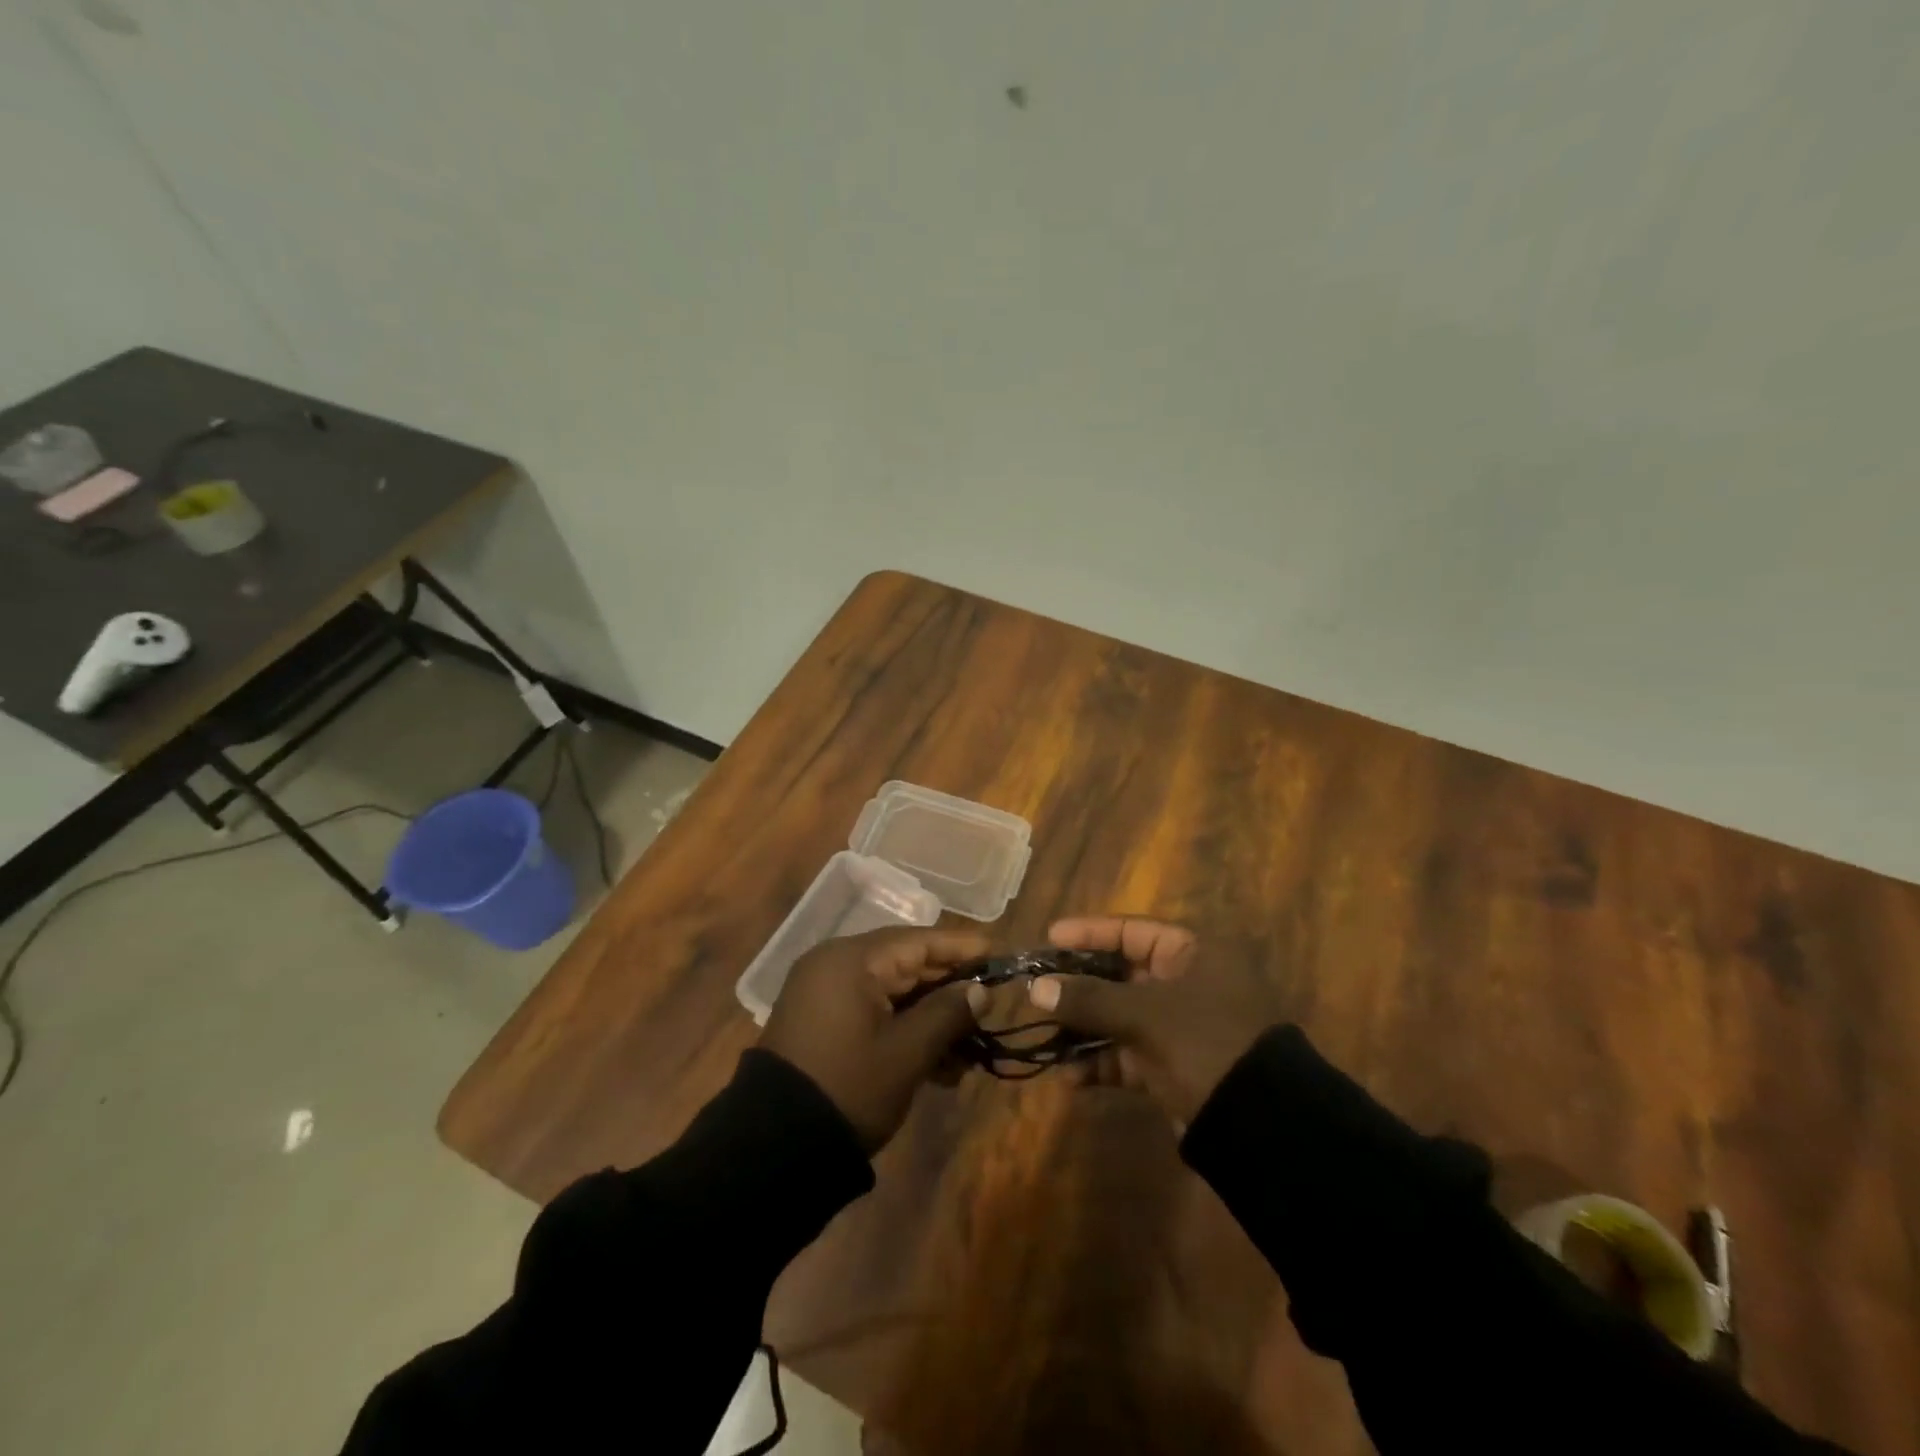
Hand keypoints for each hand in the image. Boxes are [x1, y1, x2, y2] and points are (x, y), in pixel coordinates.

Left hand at [761, 927, 990, 1150]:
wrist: (773, 1148)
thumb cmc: (848, 1087)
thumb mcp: (907, 1053)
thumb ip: (948, 1014)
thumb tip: (980, 991)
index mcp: (851, 960)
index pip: (919, 941)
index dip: (962, 948)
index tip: (1000, 953)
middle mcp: (836, 966)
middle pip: (907, 966)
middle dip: (950, 992)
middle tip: (990, 1009)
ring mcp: (826, 995)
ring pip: (894, 994)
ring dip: (931, 1020)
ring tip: (968, 1056)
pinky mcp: (823, 1023)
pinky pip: (875, 1013)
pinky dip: (905, 1033)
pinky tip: (939, 1067)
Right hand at [1028, 917, 1285, 1124]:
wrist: (1263, 1127)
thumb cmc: (1205, 1043)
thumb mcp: (1145, 1015)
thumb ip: (1089, 999)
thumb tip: (1035, 988)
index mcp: (1192, 954)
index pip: (1131, 931)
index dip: (1089, 933)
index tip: (1050, 937)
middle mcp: (1187, 983)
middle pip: (1120, 974)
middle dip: (1078, 986)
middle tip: (1038, 989)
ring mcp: (1180, 1027)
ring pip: (1119, 1016)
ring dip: (1083, 1028)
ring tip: (1045, 1037)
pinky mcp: (1174, 1067)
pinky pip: (1127, 1055)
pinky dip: (1100, 1064)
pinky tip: (1070, 1078)